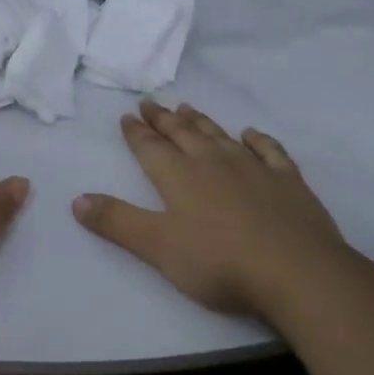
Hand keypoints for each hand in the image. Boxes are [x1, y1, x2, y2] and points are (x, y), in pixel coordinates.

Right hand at [73, 101, 355, 317]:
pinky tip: (250, 134)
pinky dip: (257, 139)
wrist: (296, 271)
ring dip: (201, 121)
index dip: (137, 133)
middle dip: (163, 119)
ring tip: (188, 108)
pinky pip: (268, 150)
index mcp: (180, 177)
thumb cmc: (220, 263)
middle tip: (151, 103)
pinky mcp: (287, 180)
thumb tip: (77, 199)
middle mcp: (213, 162)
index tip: (127, 116)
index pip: (151, 148)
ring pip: (220, 136)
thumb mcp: (158, 248)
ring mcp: (253, 167)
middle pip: (183, 134)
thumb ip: (117, 222)